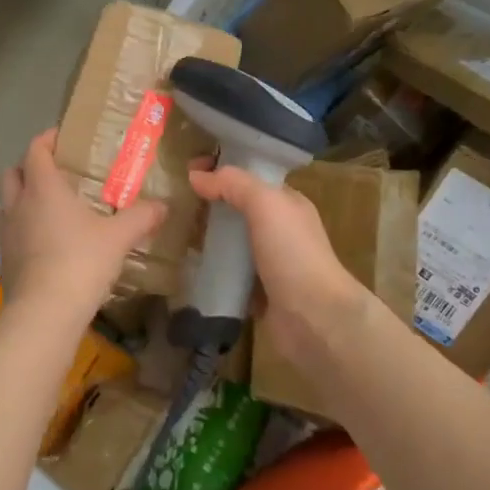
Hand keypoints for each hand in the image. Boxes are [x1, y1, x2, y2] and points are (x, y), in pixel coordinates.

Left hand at [0, 129, 166, 316]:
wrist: (45, 312)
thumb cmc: (80, 262)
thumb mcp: (118, 238)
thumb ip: (141, 217)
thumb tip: (163, 206)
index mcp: (43, 188)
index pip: (35, 150)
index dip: (46, 140)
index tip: (61, 138)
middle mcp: (18, 205)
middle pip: (11, 174)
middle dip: (27, 169)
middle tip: (53, 175)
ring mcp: (6, 234)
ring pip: (5, 205)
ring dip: (20, 201)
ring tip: (46, 211)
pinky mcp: (4, 261)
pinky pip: (8, 235)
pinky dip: (22, 231)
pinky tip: (44, 245)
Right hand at [189, 165, 375, 367]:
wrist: (315, 319)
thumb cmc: (293, 253)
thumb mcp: (266, 204)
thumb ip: (233, 184)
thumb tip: (196, 175)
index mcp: (287, 203)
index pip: (251, 177)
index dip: (222, 170)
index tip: (188, 171)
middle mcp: (281, 230)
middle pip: (239, 209)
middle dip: (210, 204)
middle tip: (175, 202)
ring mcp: (271, 263)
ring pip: (233, 242)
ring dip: (208, 238)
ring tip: (174, 232)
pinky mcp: (260, 293)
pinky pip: (231, 274)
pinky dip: (213, 270)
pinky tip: (190, 266)